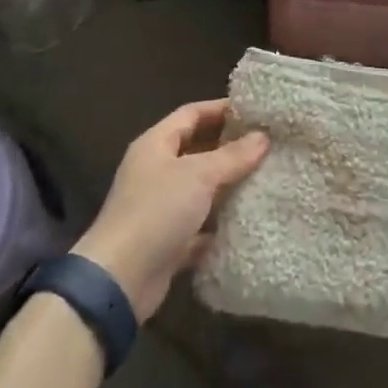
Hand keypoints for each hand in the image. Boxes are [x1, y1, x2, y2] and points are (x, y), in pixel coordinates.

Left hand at [73, 100, 268, 321]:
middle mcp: (156, 171)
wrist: (121, 279)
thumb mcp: (198, 175)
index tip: (254, 111)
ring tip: (265, 178)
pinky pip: (200, 225)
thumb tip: (263, 137)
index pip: (190, 114)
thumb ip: (232, 156)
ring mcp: (161, 207)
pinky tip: (249, 221)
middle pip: (196, 149)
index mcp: (155, 144)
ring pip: (200, 188)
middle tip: (266, 145)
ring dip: (228, 185)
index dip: (220, 109)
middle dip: (229, 147)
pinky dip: (220, 223)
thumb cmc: (157, 211)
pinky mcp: (168, 241)